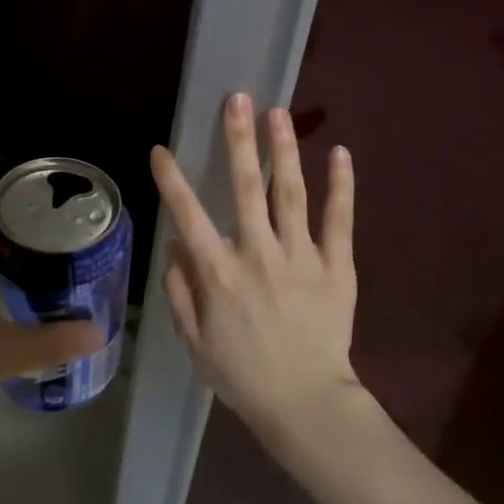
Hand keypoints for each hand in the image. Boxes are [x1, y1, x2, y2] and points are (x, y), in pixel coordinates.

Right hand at [150, 93, 363, 442]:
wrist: (305, 404)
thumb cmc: (241, 374)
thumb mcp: (193, 340)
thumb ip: (180, 290)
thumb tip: (175, 246)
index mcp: (218, 272)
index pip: (188, 215)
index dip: (171, 180)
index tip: (161, 150)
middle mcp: (257, 253)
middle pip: (244, 188)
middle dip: (238, 140)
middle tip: (238, 99)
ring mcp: (301, 257)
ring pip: (290, 193)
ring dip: (283, 150)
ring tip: (280, 113)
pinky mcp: (336, 267)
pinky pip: (339, 220)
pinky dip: (342, 186)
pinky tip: (340, 153)